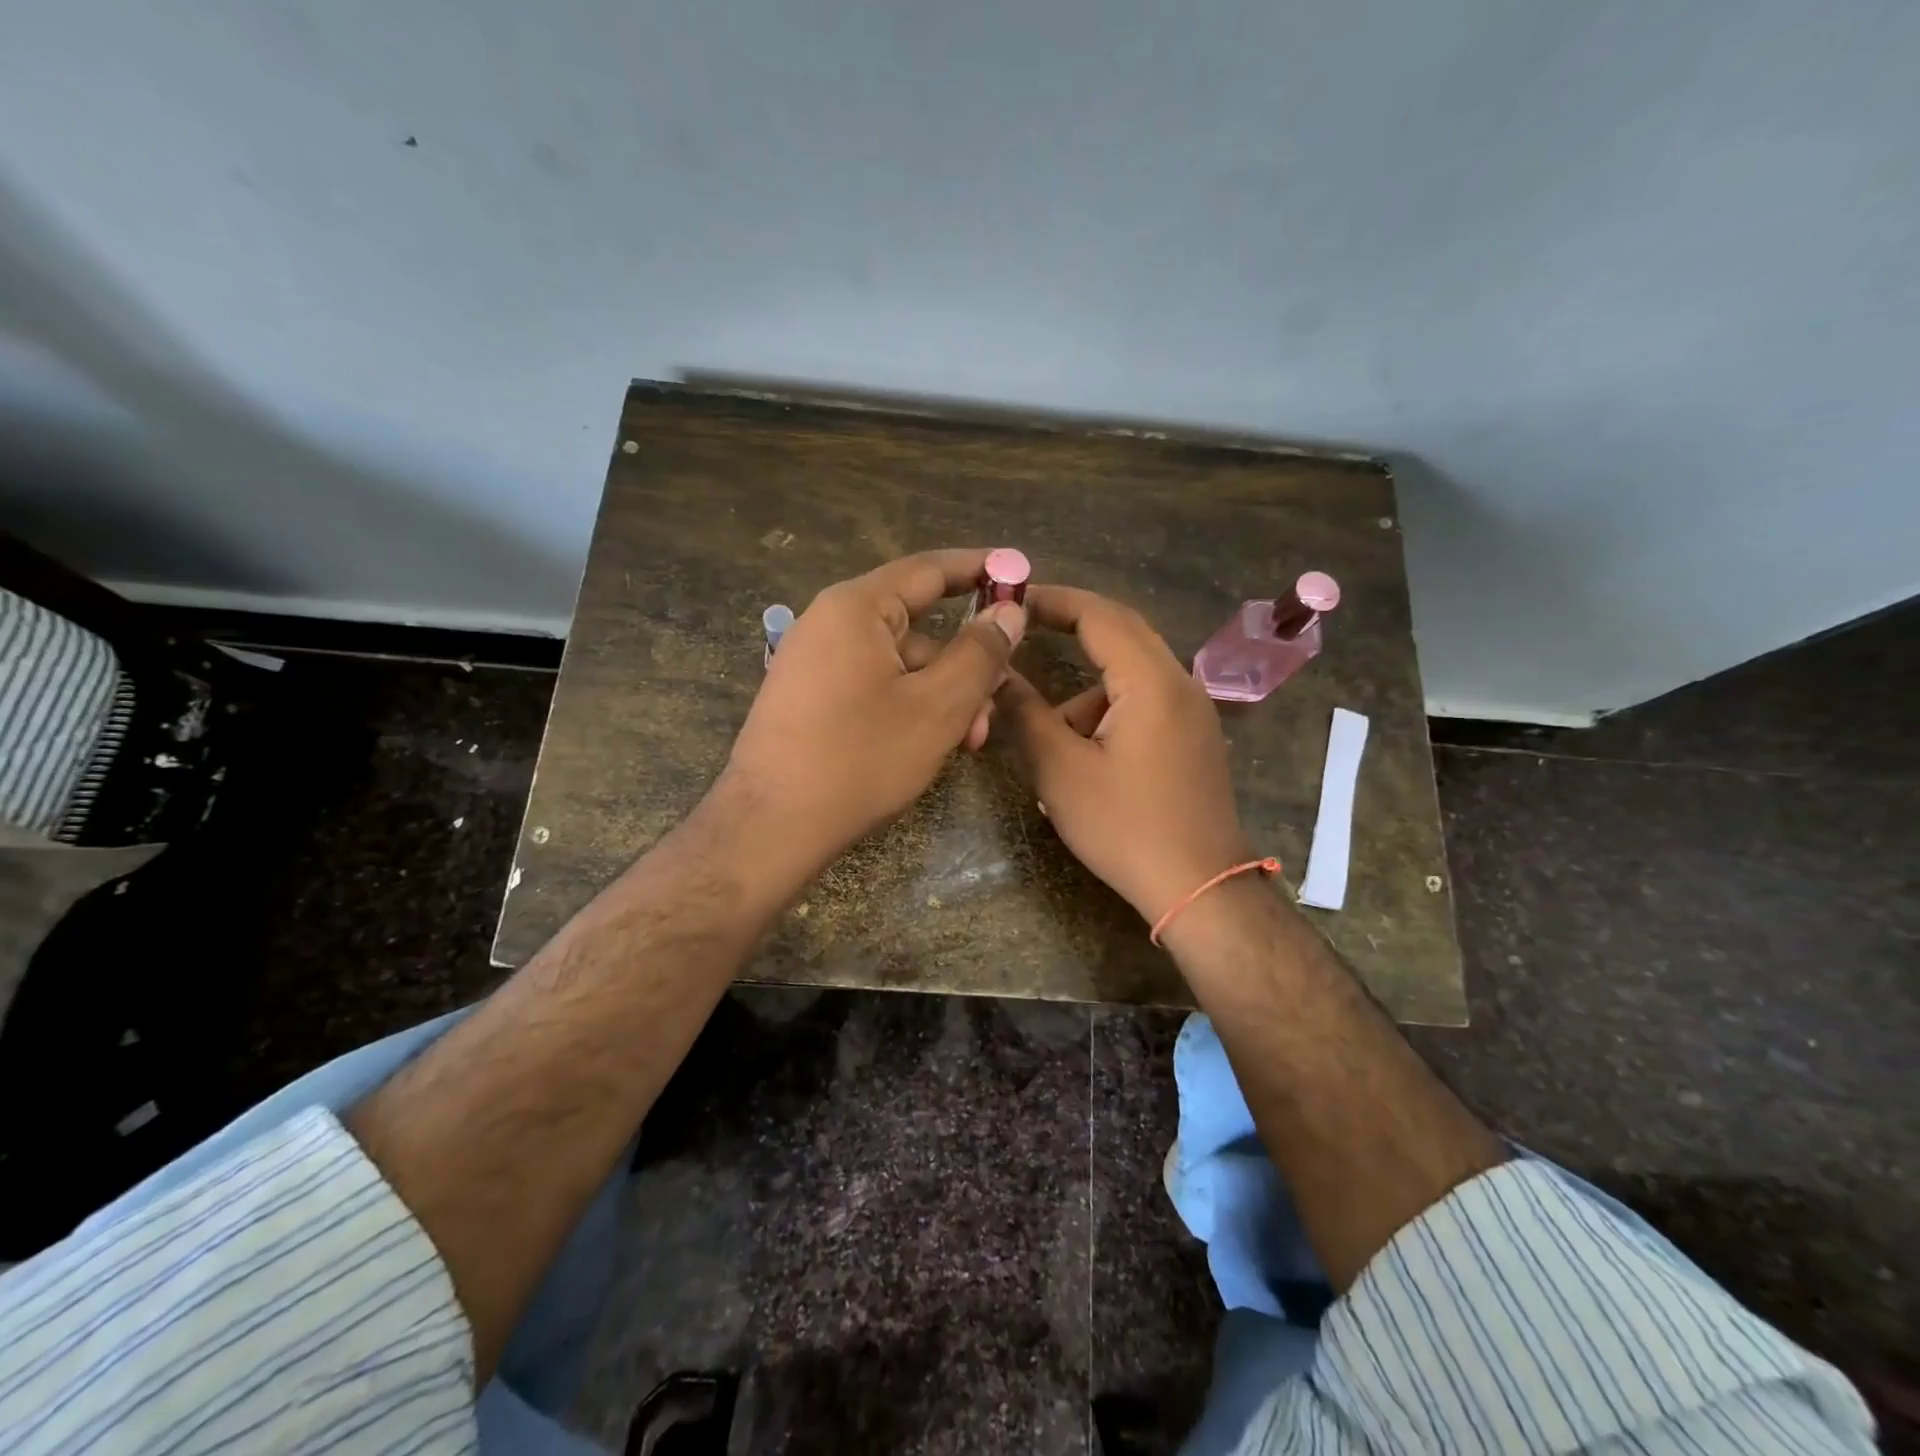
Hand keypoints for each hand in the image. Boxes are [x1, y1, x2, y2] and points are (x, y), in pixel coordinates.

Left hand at [724, 548, 1025, 873]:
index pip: (929, 569)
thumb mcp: (938, 707)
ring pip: (898, 664)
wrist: (772, 826)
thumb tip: (1008, 610)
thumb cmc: (861, 759)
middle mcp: (828, 622)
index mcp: (856, 607)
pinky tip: (926, 744)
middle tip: (996, 704)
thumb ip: (980, 652)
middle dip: (964, 664)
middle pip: (916, 626)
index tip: (1020, 574)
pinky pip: (872, 685)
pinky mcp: (807, 697)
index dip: (980, 569)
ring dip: (940, 695)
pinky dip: (907, 706)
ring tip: (965, 743)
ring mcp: (813, 661)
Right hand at [994, 586, 1250, 925]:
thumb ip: (1025, 713)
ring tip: (1049, 734)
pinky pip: (1145, 699)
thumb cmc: (1126, 827)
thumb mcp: (1061, 770)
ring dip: (1086, 687)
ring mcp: (1193, 710)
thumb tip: (997, 673)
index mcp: (1150, 682)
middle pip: (1121, 631)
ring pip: (1131, 672)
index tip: (1011, 601)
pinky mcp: (1194, 736)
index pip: (1099, 614)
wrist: (1200, 887)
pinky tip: (1086, 755)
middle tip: (1023, 631)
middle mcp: (1179, 683)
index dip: (1052, 600)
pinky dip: (1108, 708)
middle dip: (1070, 626)